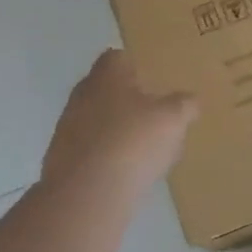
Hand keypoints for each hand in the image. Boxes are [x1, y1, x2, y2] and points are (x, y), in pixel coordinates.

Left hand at [41, 50, 196, 199]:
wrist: (86, 193)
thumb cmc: (133, 142)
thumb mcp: (172, 120)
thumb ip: (183, 105)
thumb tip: (190, 100)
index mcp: (107, 75)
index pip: (118, 58)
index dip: (136, 67)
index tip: (153, 82)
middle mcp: (82, 94)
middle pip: (105, 89)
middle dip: (126, 100)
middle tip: (152, 115)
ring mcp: (67, 127)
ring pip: (96, 120)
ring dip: (115, 130)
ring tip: (142, 149)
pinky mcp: (61, 158)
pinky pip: (89, 149)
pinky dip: (105, 156)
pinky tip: (124, 173)